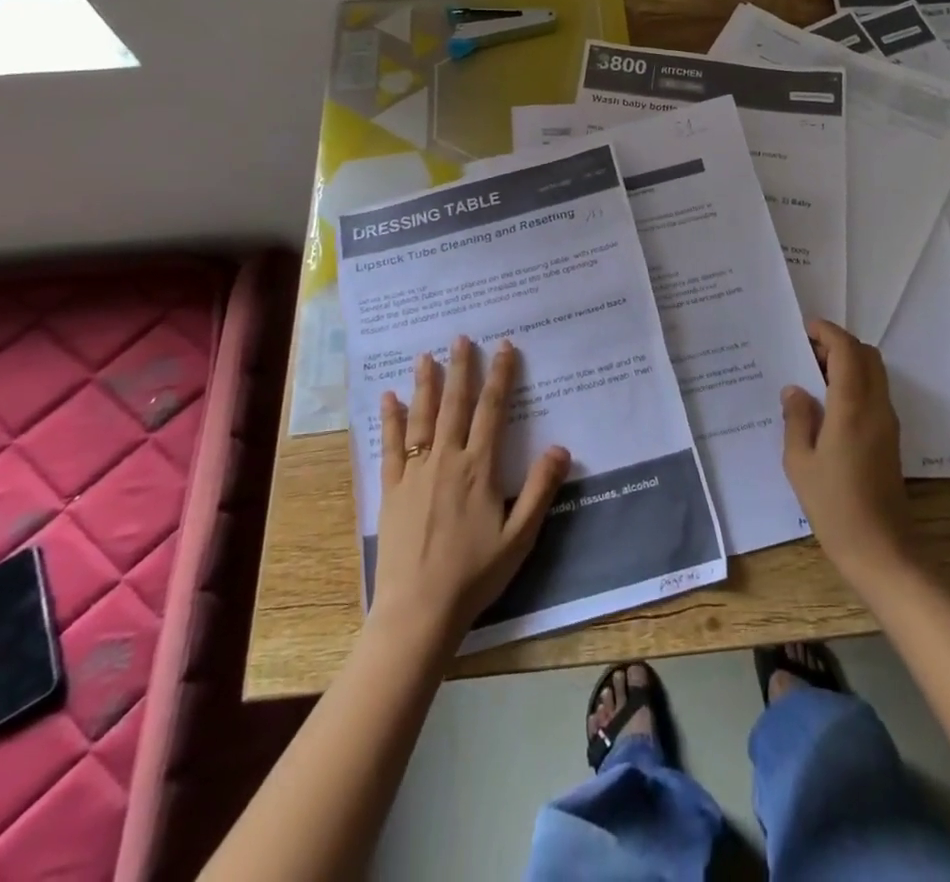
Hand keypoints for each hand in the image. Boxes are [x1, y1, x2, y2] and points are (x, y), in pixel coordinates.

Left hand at [372, 336, 570, 642]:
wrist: (418, 611)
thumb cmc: (474, 575)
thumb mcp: (520, 536)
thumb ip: (539, 489)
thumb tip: (561, 447)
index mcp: (479, 468)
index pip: (492, 411)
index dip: (499, 377)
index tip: (503, 347)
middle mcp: (446, 460)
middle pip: (455, 405)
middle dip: (460, 369)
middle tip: (460, 337)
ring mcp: (415, 474)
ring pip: (422, 418)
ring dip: (425, 385)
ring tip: (425, 356)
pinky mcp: (391, 491)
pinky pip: (391, 448)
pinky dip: (390, 421)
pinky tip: (389, 399)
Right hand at [781, 320, 914, 588]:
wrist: (882, 550)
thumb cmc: (834, 505)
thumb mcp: (800, 462)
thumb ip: (797, 418)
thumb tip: (795, 390)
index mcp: (853, 406)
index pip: (847, 351)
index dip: (827, 333)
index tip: (804, 329)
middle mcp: (876, 407)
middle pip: (867, 356)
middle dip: (838, 344)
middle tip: (806, 352)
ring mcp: (887, 423)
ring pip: (874, 373)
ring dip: (848, 363)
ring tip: (812, 376)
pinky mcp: (890, 439)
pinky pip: (874, 394)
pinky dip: (854, 383)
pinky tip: (827, 404)